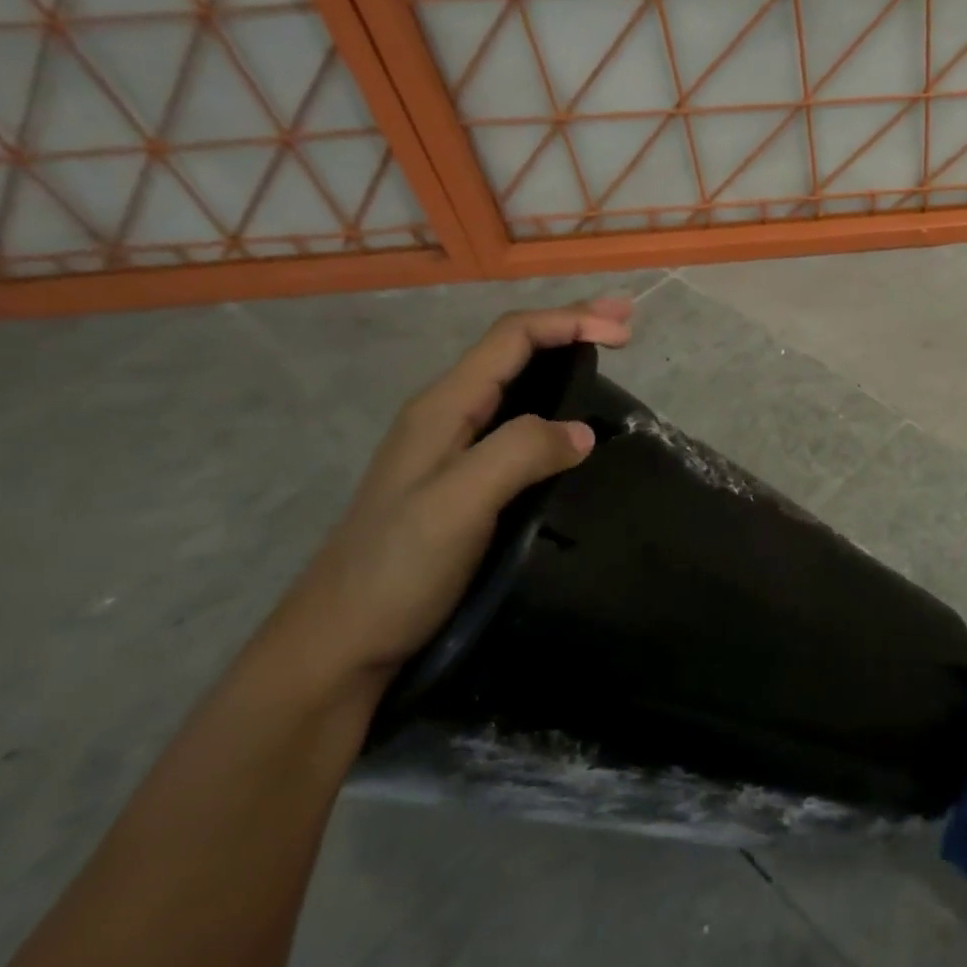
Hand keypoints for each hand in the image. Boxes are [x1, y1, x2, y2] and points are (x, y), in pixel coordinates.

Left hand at [262, 299, 633, 696]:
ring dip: (563, 359)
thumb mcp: (457, 503)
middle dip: (571, 325)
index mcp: (443, 407)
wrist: (338, 648)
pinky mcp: (464, 482)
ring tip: (607, 354)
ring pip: (516, 384)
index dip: (571, 322)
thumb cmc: (395, 571)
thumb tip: (583, 432)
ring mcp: (452, 450)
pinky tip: (571, 422)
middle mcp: (447, 416)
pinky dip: (554, 402)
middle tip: (626, 319)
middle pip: (515, 349)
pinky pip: (517, 422)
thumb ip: (519, 452)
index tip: (628, 335)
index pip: (514, 337)